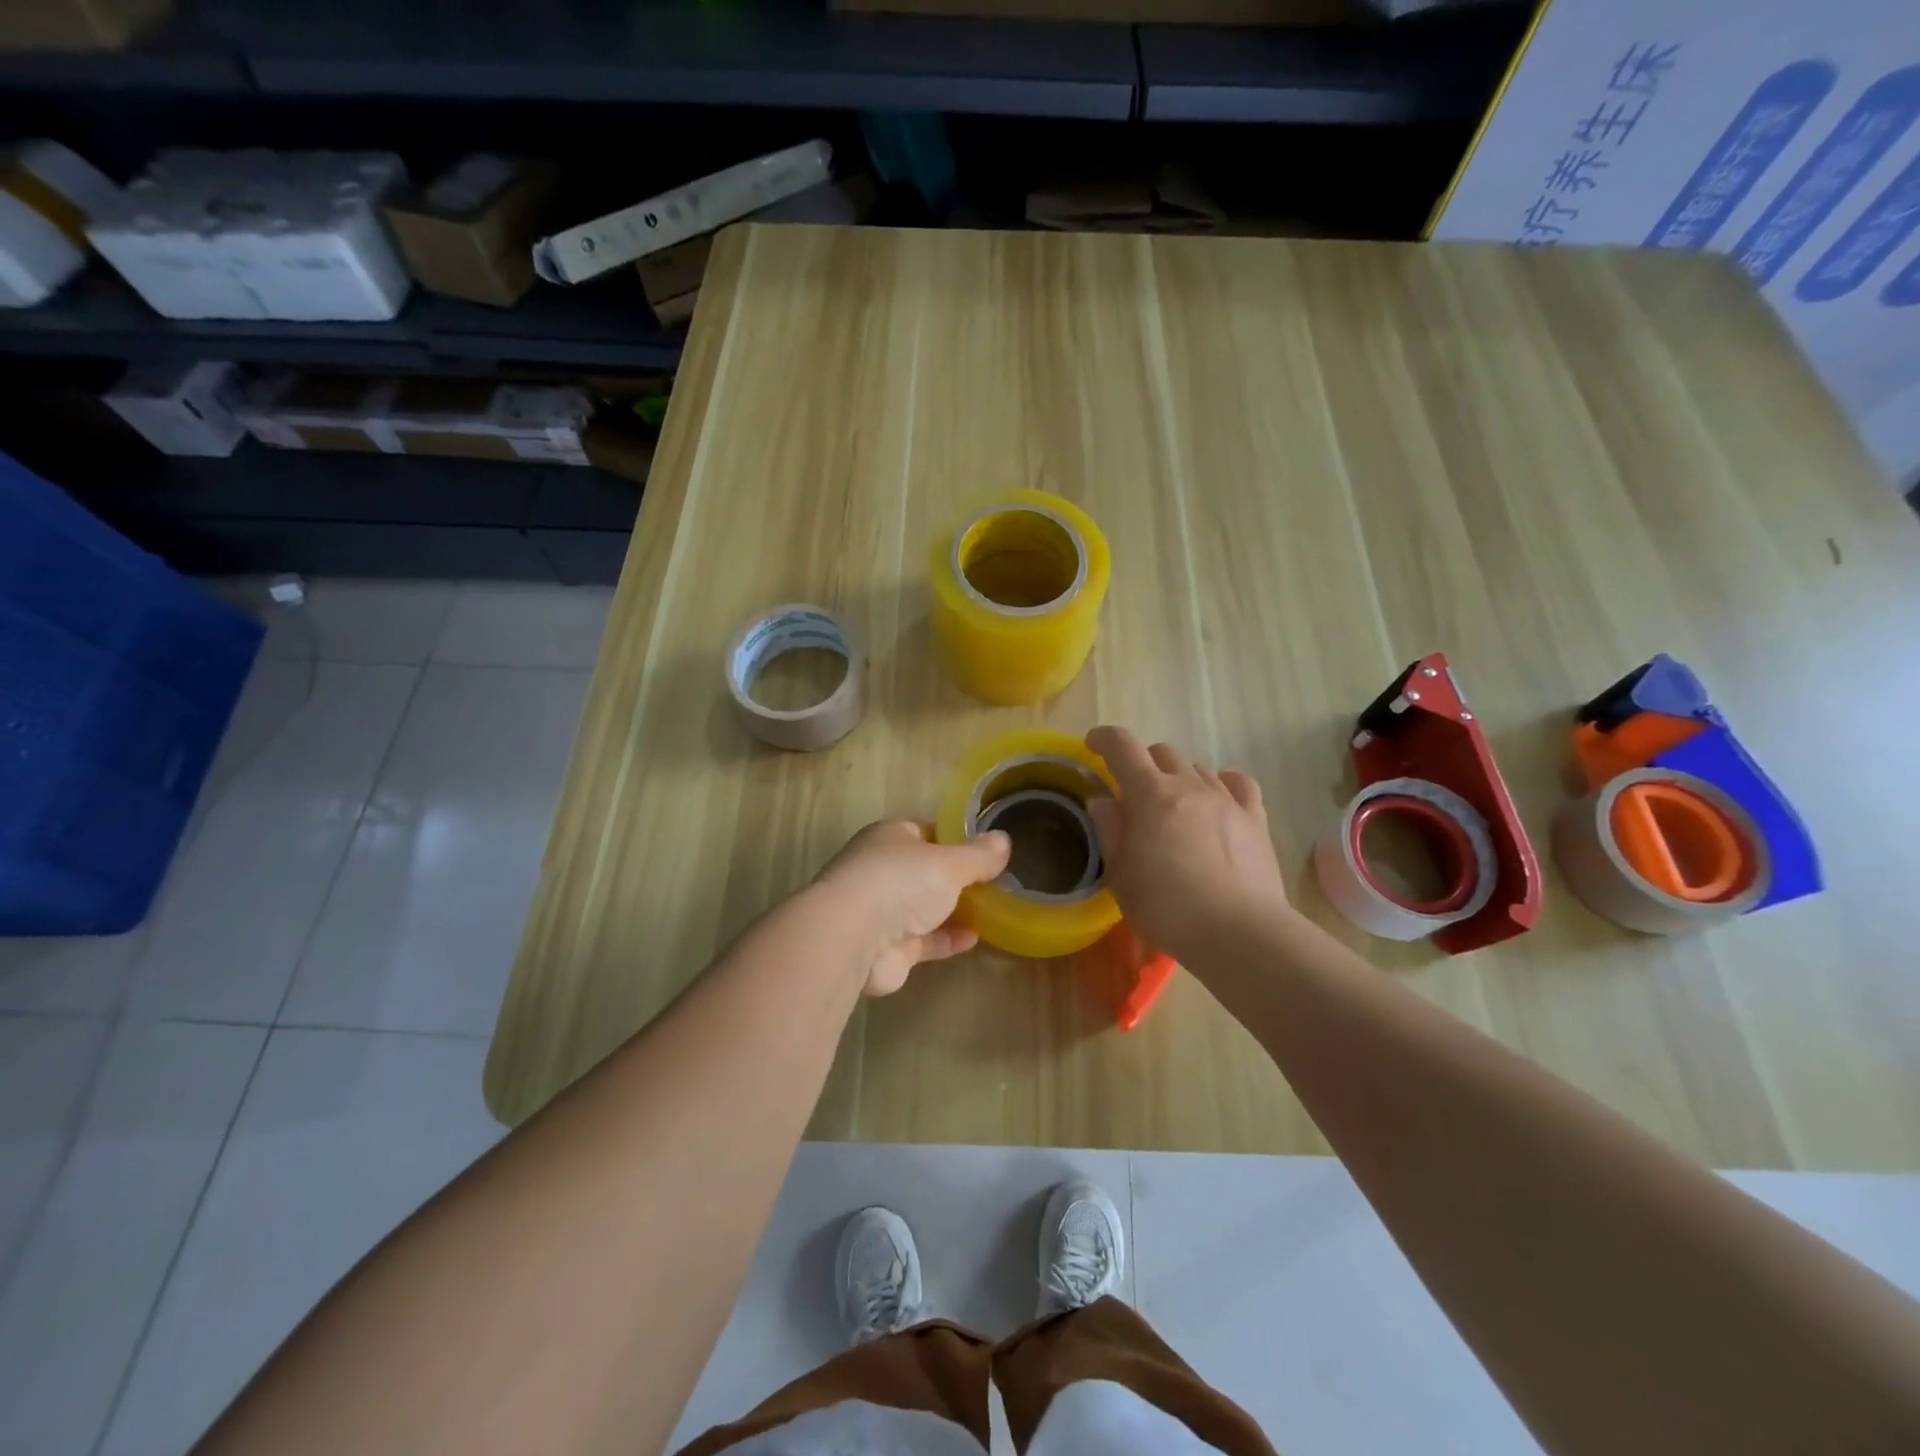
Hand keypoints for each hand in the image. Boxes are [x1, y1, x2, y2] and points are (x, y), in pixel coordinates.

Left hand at [811, 821, 1011, 996]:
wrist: (853, 938)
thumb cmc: (900, 882)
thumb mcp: (949, 862)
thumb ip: (979, 856)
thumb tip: (1004, 841)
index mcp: (891, 837)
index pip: (927, 832)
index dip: (956, 840)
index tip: (987, 851)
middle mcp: (882, 870)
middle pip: (926, 871)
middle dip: (956, 878)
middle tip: (995, 883)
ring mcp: (882, 910)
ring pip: (924, 907)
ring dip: (953, 910)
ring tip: (991, 911)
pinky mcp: (888, 948)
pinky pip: (924, 939)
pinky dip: (947, 938)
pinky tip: (975, 938)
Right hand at [1085, 726, 1292, 965]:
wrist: (1239, 933)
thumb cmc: (1167, 908)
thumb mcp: (1121, 875)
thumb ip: (1110, 831)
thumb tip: (1104, 801)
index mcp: (1150, 794)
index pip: (1122, 746)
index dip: (1104, 739)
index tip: (1092, 746)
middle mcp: (1189, 785)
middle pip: (1162, 753)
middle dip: (1142, 763)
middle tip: (1134, 794)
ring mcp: (1226, 799)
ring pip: (1198, 768)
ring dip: (1179, 778)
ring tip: (1174, 807)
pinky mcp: (1255, 819)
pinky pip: (1239, 784)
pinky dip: (1222, 783)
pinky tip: (1218, 799)